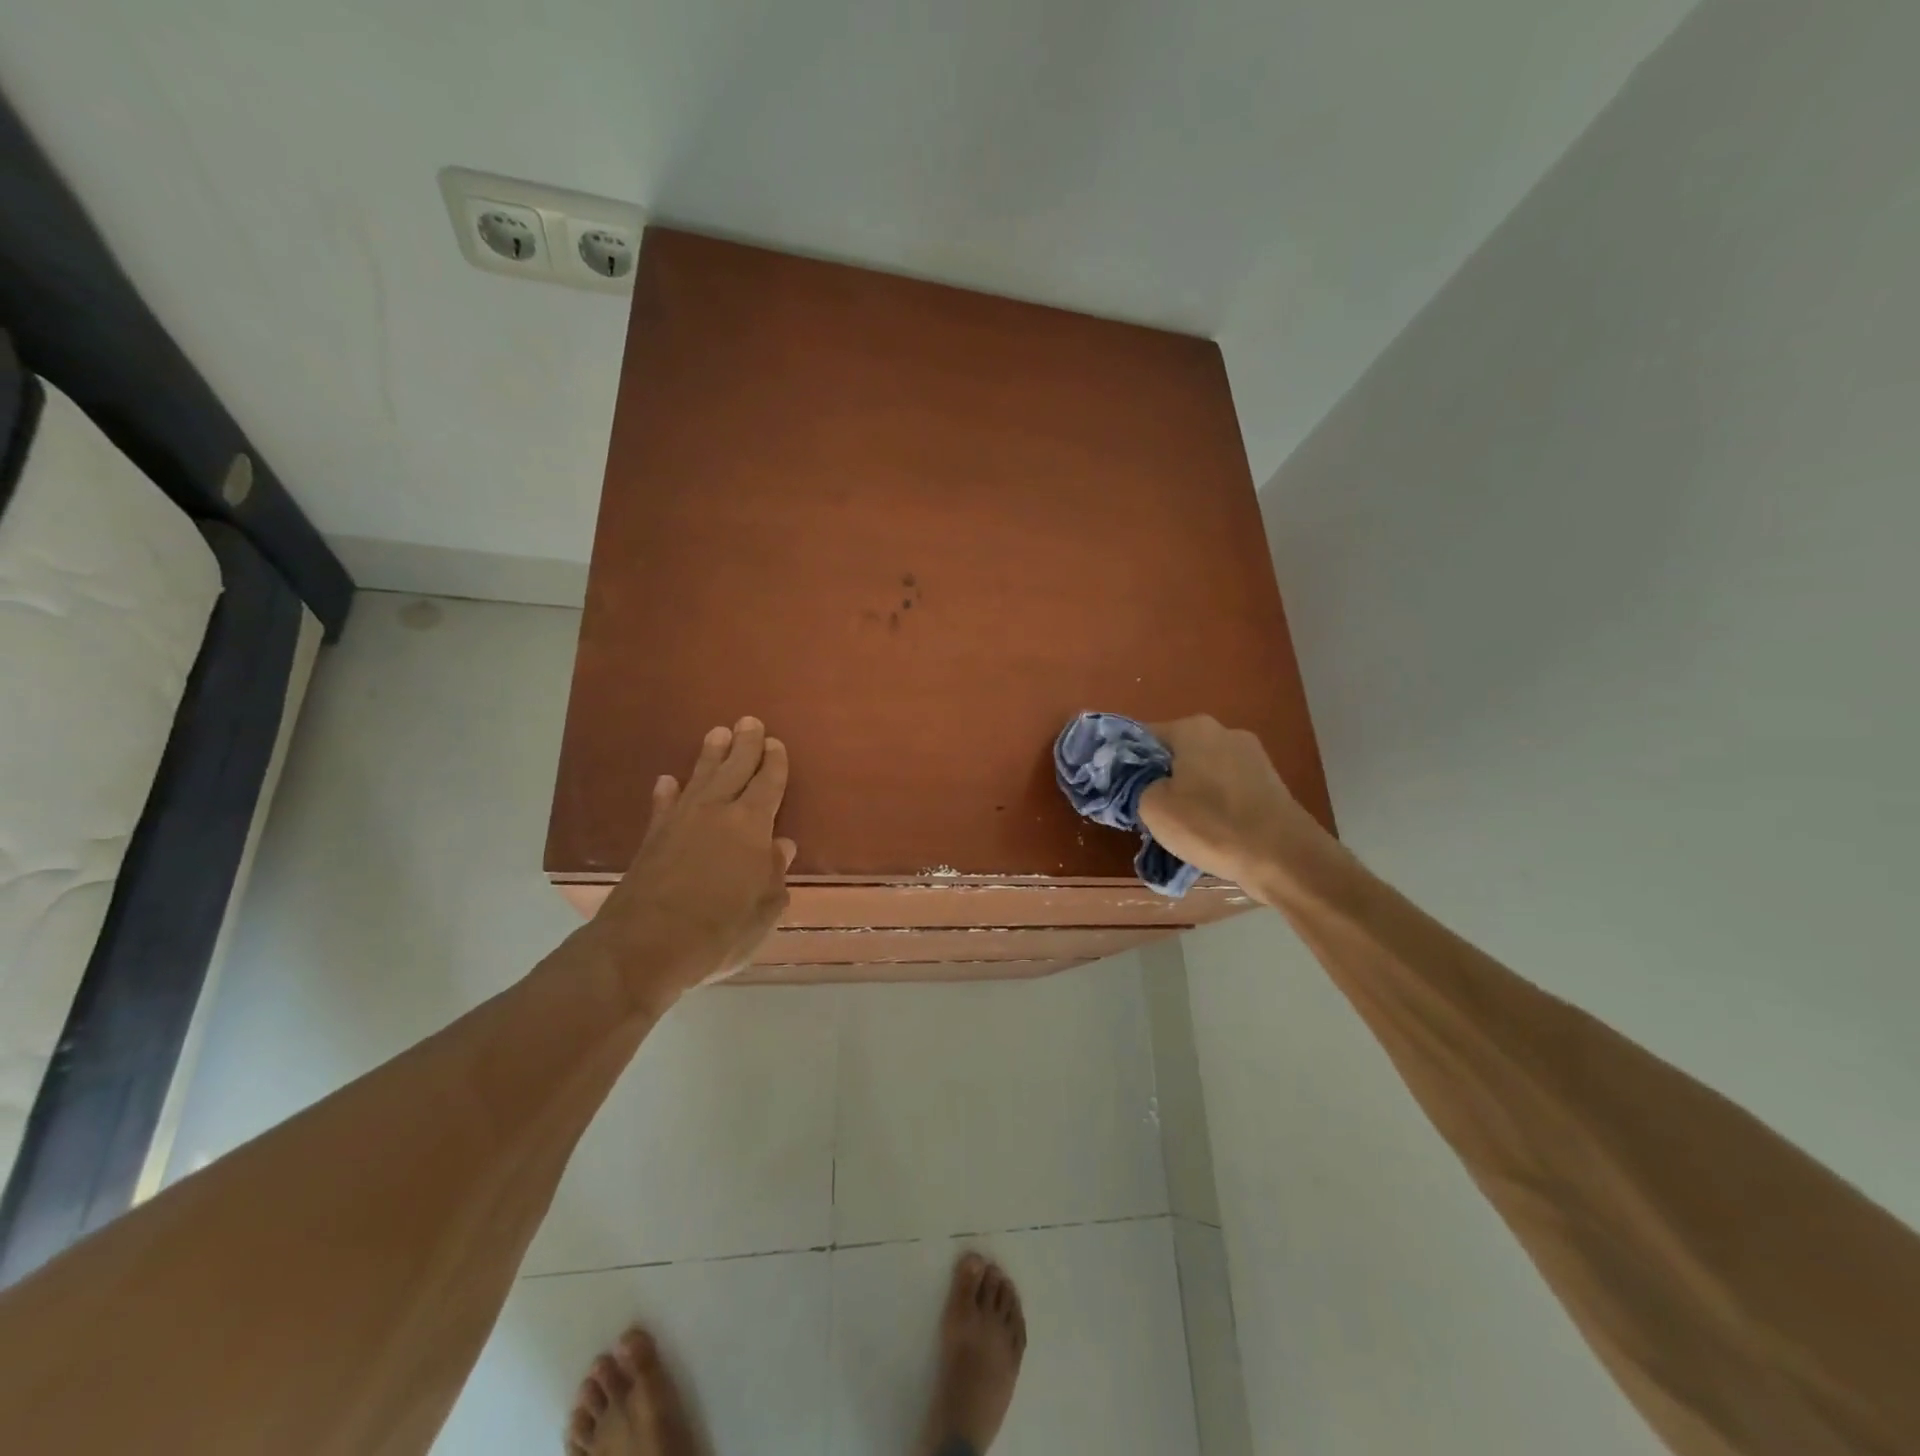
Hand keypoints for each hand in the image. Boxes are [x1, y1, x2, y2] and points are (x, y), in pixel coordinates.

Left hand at [586, 718, 794, 1012]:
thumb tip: (781, 846)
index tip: (776, 743)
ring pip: (699, 778)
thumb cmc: (718, 931)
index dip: (774, 763)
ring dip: (709, 756)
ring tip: (716, 734)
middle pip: (734, 769)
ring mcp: (680, 822)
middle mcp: (716, 813)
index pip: (768, 784)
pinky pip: (663, 805)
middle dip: (744, 745)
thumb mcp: (764, 911)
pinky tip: (667, 781)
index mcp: (751, 826)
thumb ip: (774, 875)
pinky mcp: (652, 839)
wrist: (643, 947)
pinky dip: (667, 792)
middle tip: (749, 721)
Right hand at [1137, 715, 1324, 901]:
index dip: (1125, 763)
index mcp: (1193, 728)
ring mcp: (1253, 757)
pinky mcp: (1270, 784)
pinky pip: (1226, 789)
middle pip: (1175, 753)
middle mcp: (1224, 732)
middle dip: (1159, 778)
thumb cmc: (1210, 825)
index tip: (1118, 790)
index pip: (1143, 737)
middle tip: (1145, 811)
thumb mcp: (1152, 807)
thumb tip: (1138, 783)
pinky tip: (1210, 831)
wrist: (1284, 858)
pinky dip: (1213, 805)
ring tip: (1178, 827)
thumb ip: (1134, 786)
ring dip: (1187, 793)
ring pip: (1202, 772)